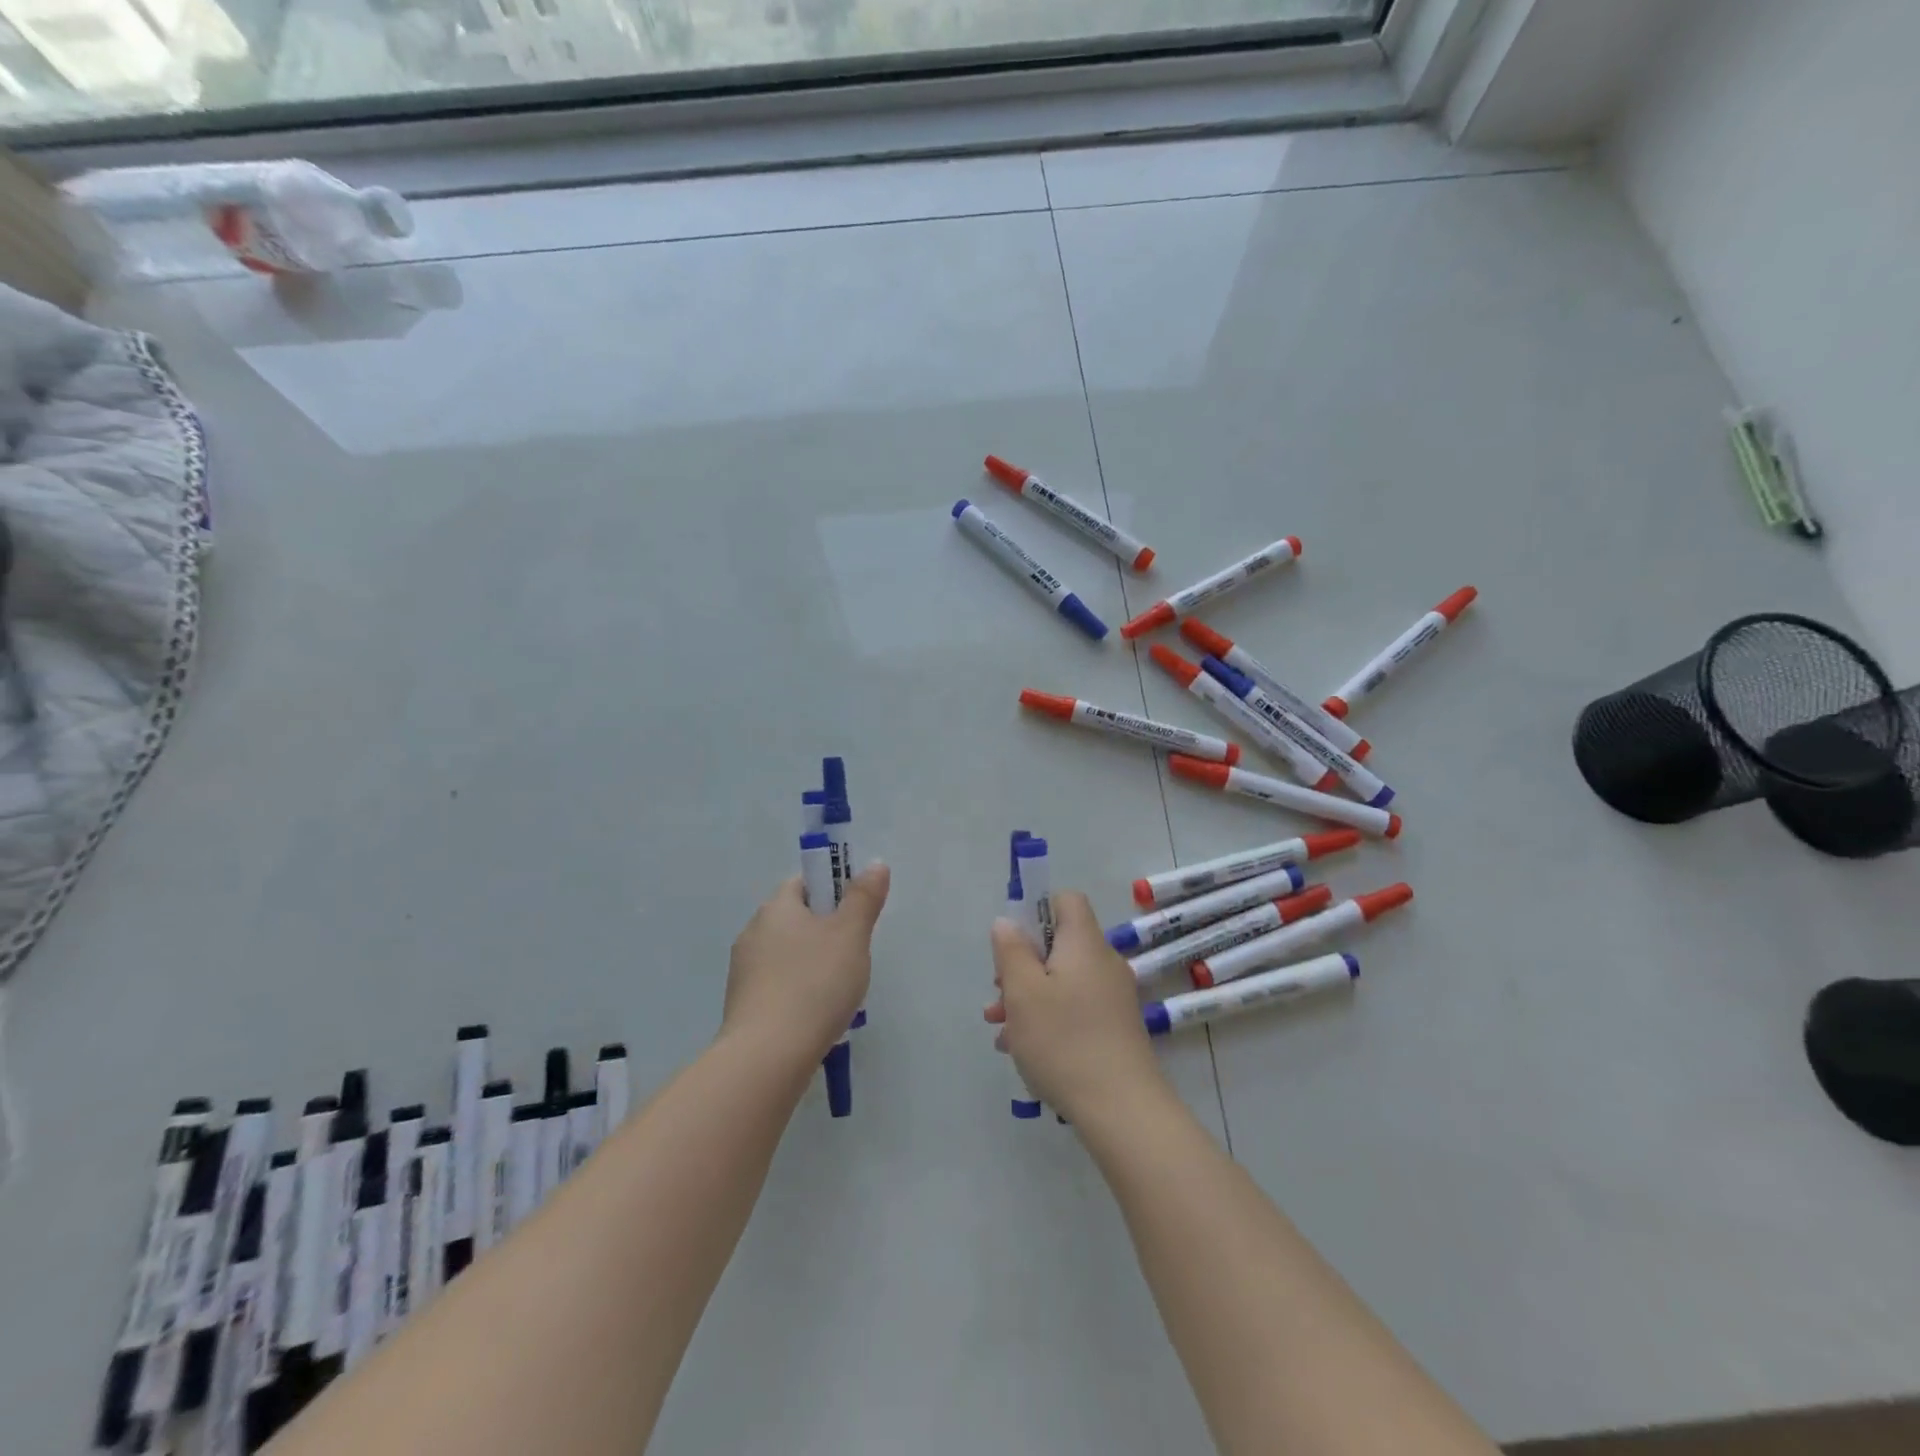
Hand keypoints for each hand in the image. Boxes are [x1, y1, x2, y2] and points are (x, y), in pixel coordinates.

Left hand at [724, 863, 888, 1066]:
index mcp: (775, 908)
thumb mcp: (851, 935)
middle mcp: (753, 932)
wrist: (768, 1056)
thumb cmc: (814, 984)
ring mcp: (743, 971)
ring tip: (839, 991)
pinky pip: (777, 985)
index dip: (832, 891)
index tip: (855, 915)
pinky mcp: (743, 1005)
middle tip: (854, 954)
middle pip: (795, 919)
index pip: (803, 883)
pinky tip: (817, 1015)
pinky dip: (798, 992)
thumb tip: (875, 864)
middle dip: (825, 932)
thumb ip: (864, 898)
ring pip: (787, 955)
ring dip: (812, 964)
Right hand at [985, 890, 1169, 1122]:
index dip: (1036, 911)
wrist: (1122, 1109)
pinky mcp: (1115, 1029)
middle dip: (1022, 966)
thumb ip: (1010, 950)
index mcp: (1084, 943)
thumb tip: (1008, 922)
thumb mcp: (1023, 991)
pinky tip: (1024, 1050)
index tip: (1013, 943)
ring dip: (1029, 998)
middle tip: (999, 996)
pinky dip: (1049, 1019)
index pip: (1066, 901)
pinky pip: (1075, 1008)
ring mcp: (1112, 998)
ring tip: (1001, 1030)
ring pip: (1062, 982)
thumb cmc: (1064, 1040)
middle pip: (1058, 946)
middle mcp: (1103, 963)